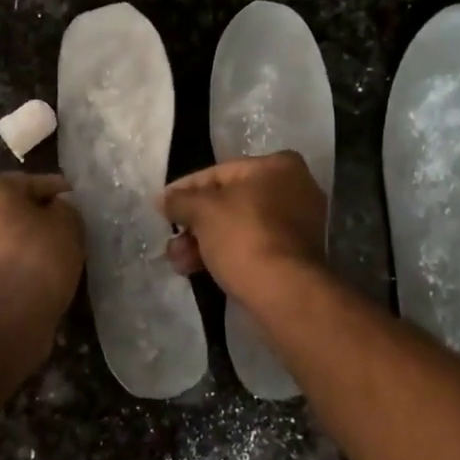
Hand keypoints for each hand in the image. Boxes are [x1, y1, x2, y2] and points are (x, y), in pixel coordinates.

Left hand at [0, 174, 84, 343]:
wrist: (2, 318)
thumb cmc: (36, 259)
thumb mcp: (68, 225)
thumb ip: (66, 210)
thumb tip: (56, 211)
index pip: (32, 182)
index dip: (58, 191)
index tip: (77, 202)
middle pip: (12, 209)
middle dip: (37, 217)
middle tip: (67, 230)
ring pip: (4, 237)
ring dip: (25, 243)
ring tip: (55, 256)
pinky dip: (15, 265)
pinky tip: (37, 275)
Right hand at [156, 152, 326, 304]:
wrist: (285, 293)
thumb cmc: (244, 238)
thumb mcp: (202, 212)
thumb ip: (180, 200)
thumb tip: (164, 199)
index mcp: (277, 166)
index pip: (218, 173)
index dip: (185, 190)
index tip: (162, 206)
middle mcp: (294, 189)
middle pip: (229, 202)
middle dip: (194, 224)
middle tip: (171, 243)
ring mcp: (298, 224)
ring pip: (239, 227)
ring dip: (204, 243)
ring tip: (179, 264)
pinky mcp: (295, 255)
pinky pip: (252, 246)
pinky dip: (226, 254)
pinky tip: (198, 270)